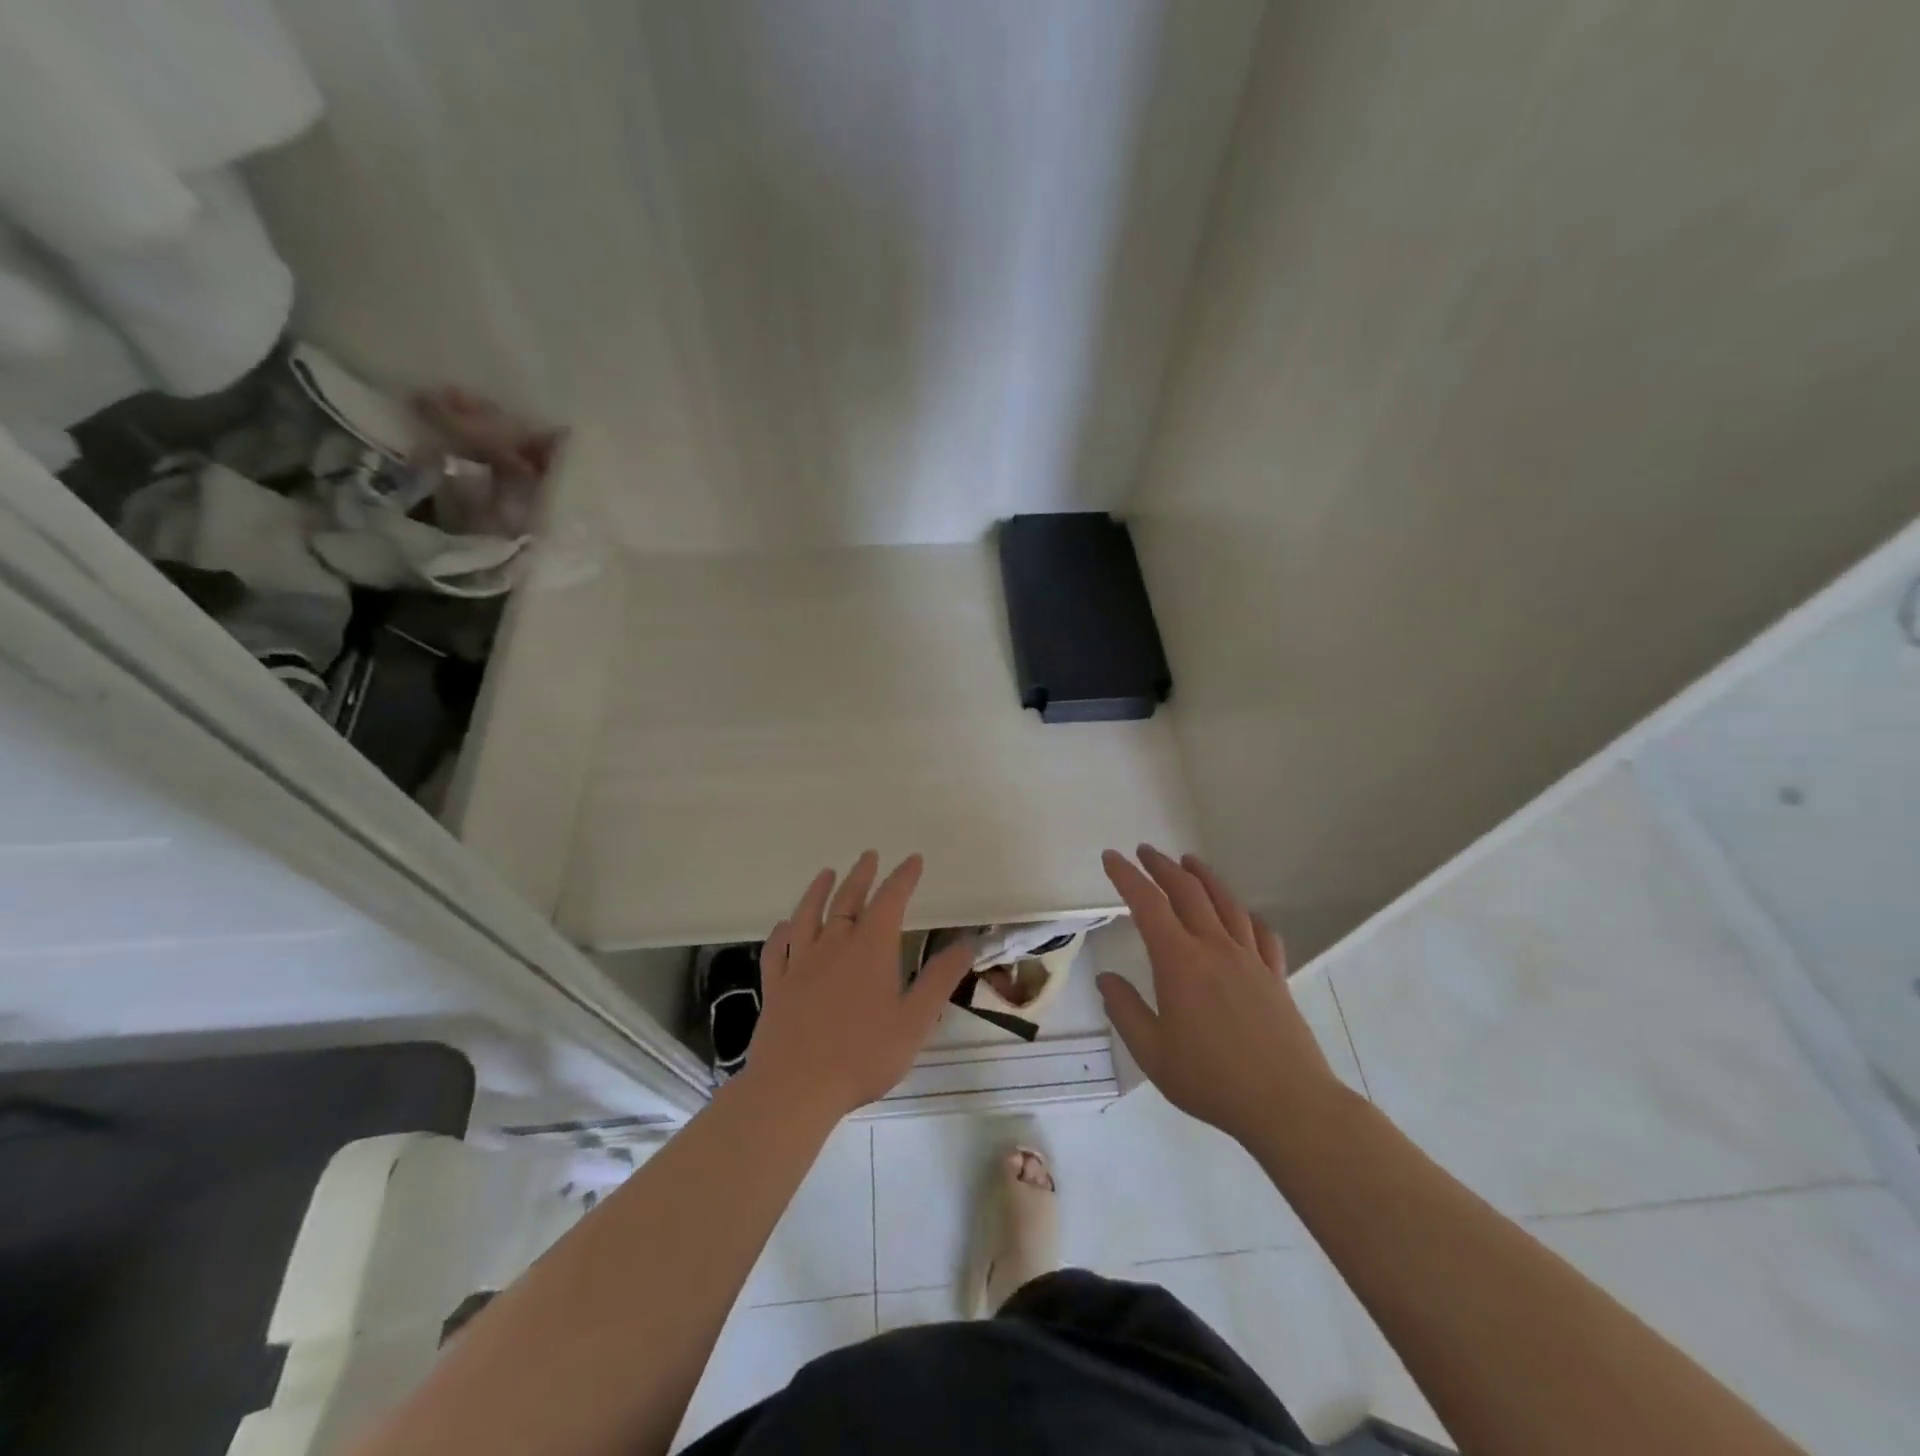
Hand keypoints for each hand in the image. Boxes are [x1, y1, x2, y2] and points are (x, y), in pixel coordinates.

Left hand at [745, 851, 974, 1118]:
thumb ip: (939, 980)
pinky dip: (782, 932)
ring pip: (808, 915)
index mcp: (870, 949)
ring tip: (826, 873)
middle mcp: (834, 945)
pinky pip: (777, 949)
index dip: (903, 878)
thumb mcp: (914, 1021)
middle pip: (848, 899)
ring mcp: (800, 964)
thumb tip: (966, 944)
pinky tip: (784, 926)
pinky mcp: (776, 986)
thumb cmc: (862, 1056)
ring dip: (819, 891)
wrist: (795, 1088)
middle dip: (862, 875)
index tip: (913, 860)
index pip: (890, 900)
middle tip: (870, 856)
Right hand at [1096, 845, 1342, 1145]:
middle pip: (1188, 891)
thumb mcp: (1152, 1053)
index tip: (1111, 857)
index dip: (1126, 876)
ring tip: (1189, 862)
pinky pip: (1261, 932)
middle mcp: (1215, 948)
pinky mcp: (1276, 976)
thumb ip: (1125, 1011)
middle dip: (1162, 866)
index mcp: (1180, 962)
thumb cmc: (1211, 1080)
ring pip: (1226, 902)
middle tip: (1145, 852)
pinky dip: (1246, 914)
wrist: (1288, 1104)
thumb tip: (1106, 979)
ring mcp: (1250, 959)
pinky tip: (1242, 915)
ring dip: (1203, 877)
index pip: (1148, 904)